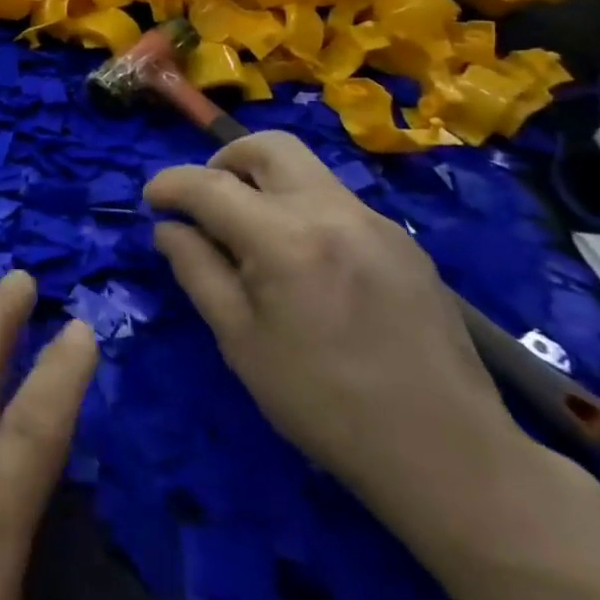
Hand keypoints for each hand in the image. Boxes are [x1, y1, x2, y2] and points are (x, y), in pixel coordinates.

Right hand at [145, 133, 524, 516]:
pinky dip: (302, 211)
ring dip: (265, 184)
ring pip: (306, 170)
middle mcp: (332, 211)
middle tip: (206, 202)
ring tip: (252, 237)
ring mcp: (376, 222)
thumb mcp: (240, 341)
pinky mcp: (404, 242)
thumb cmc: (324, 404)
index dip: (170, 184)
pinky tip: (305, 266)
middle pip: (268, 146)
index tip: (151, 199)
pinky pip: (337, 202)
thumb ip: (197, 271)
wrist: (448, 452)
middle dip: (224, 161)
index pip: (209, 184)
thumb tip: (168, 228)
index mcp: (284, 239)